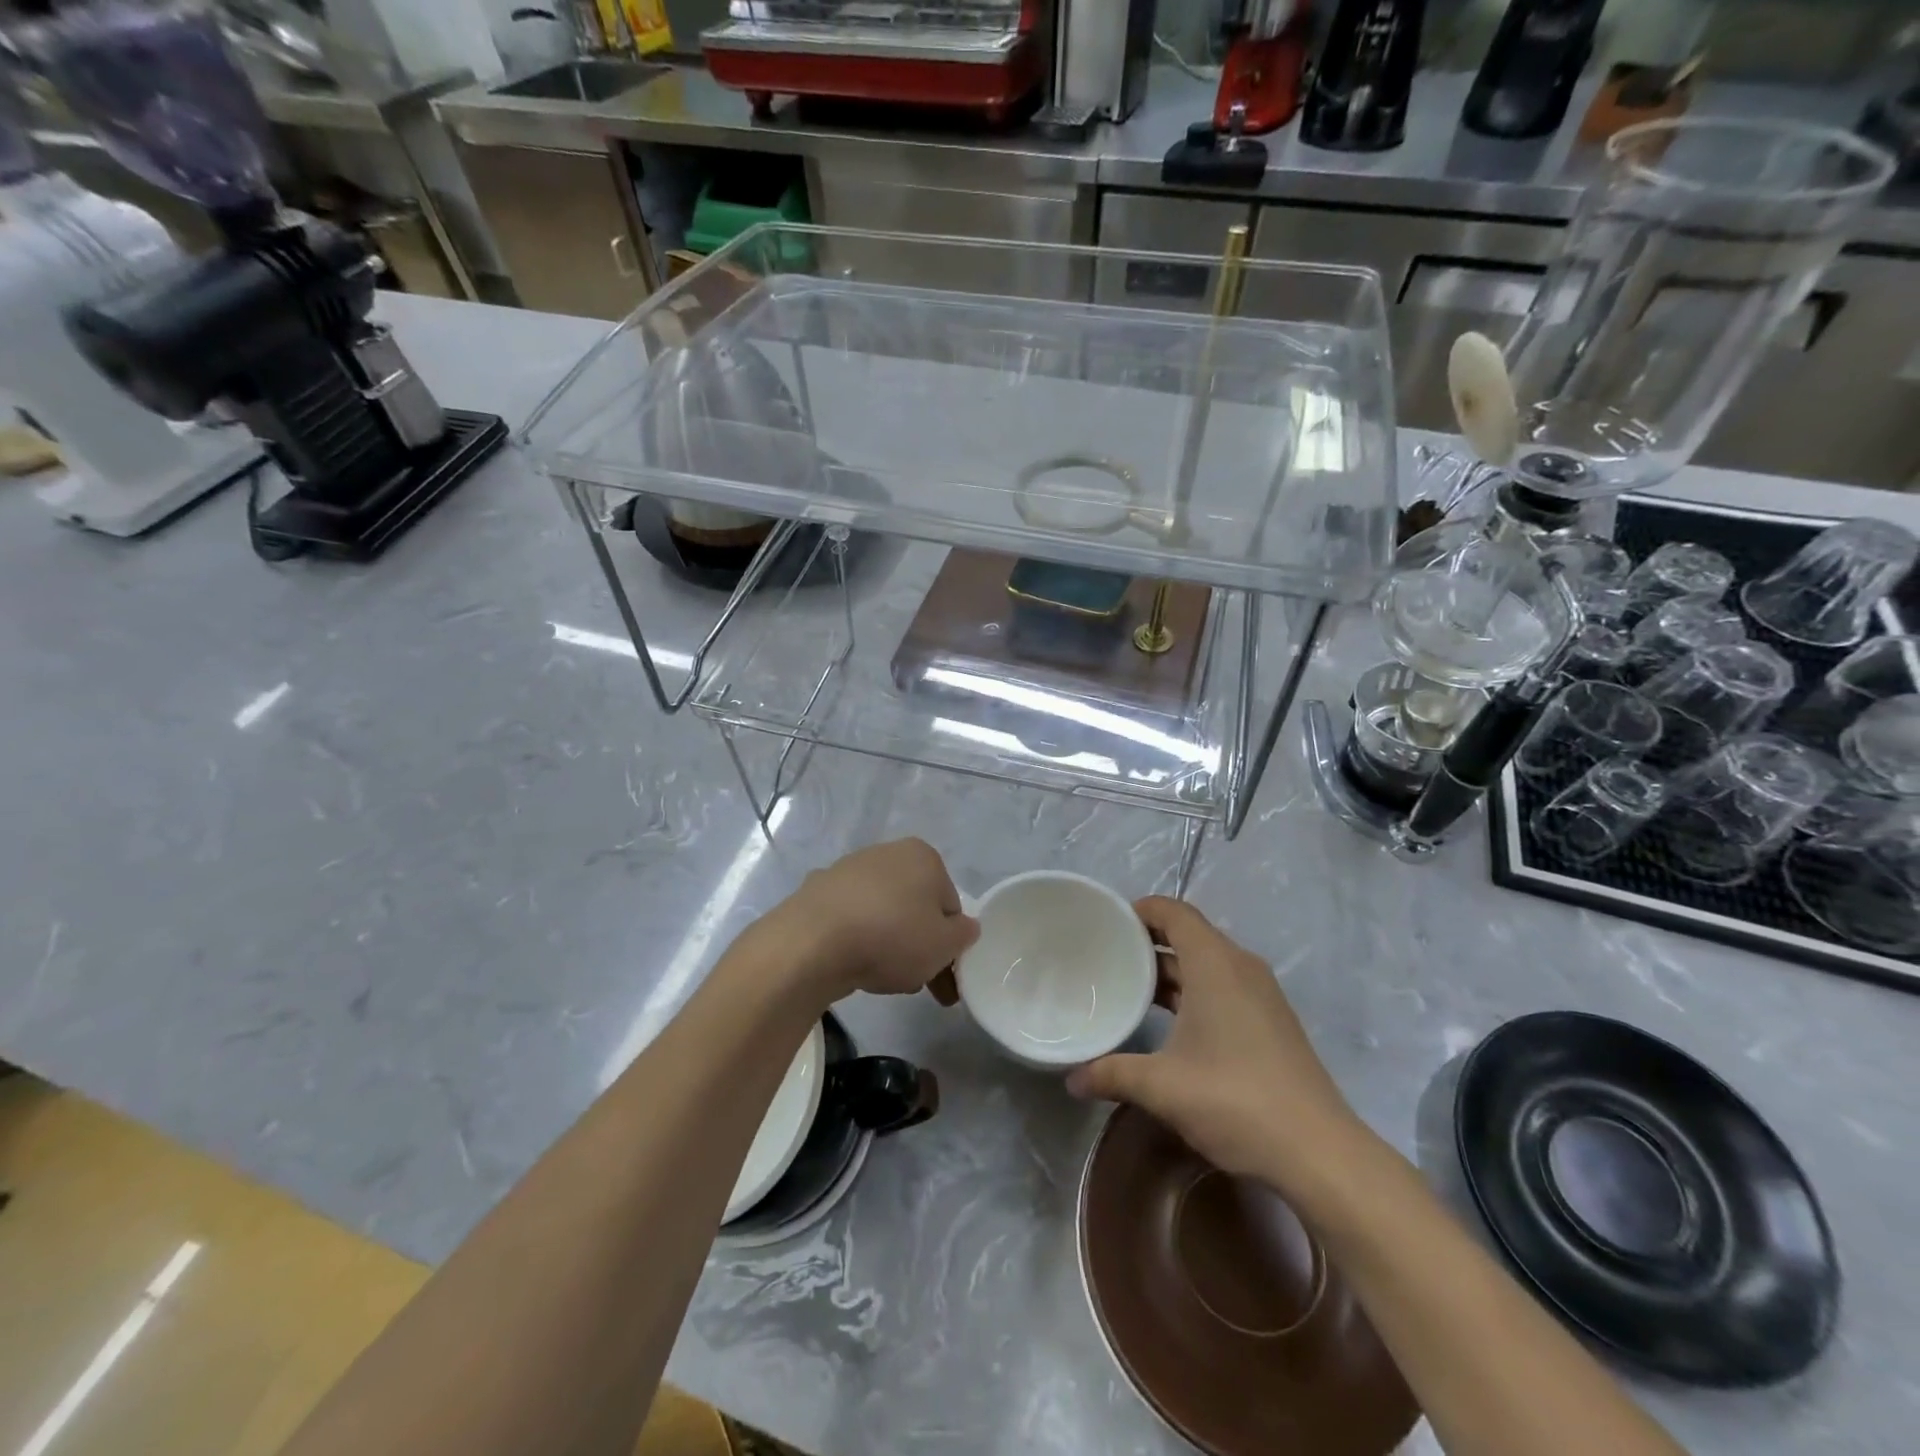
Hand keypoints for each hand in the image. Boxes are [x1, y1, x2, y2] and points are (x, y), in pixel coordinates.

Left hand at [767, 839, 977, 1003]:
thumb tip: (964, 928)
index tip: (946, 975)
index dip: (951, 943)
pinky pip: (851, 920)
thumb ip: (964, 935)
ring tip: (884, 981)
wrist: (812, 943)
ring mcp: (848, 870)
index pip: (950, 903)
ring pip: (883, 914)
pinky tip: (854, 966)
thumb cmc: (892, 937)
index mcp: (923, 856)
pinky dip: (858, 940)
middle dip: (920, 946)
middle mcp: (886, 853)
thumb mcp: (945, 945)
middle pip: (915, 907)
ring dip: (890, 945)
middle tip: (920, 985)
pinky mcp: (818, 892)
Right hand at [1066, 897, 1365, 1186]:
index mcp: (1215, 964)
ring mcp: (1262, 994)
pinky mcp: (1272, 1021)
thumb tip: (1072, 1079)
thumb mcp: (1162, 1086)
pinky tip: (1172, 1023)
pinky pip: (1224, 985)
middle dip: (1150, 941)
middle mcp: (1241, 967)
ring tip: (1131, 987)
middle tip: (1109, 956)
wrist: (1318, 1152)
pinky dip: (1194, 990)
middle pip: (1190, 934)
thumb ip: (1112, 1074)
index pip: (1174, 913)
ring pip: (1208, 963)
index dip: (1141, 911)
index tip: (1108, 925)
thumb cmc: (1234, 1100)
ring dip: (1172, 969)